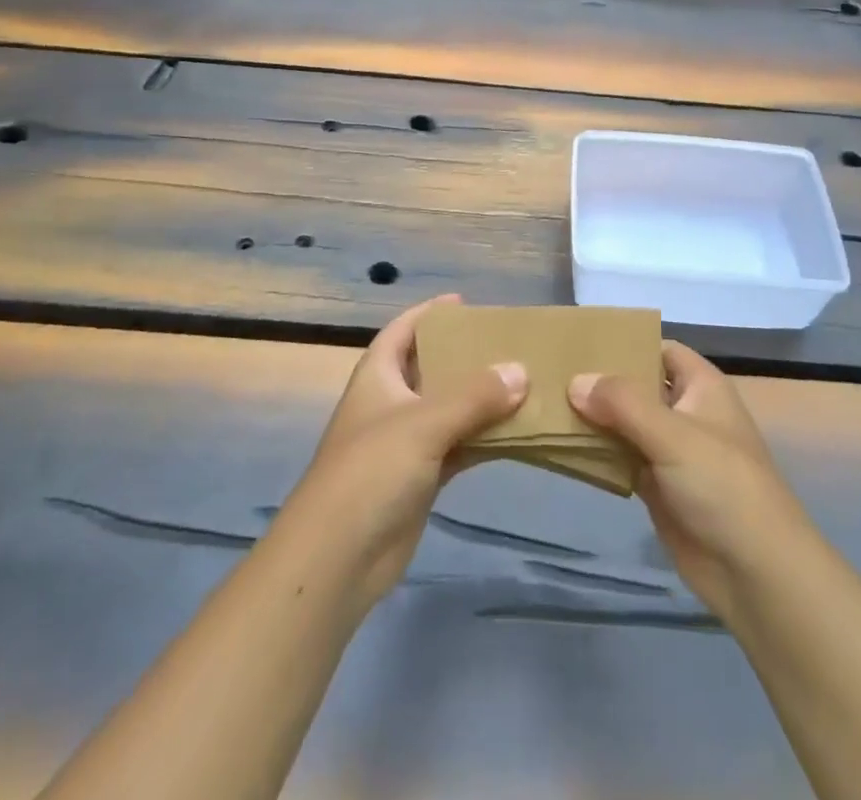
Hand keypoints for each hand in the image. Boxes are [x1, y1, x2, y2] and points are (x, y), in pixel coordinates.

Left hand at [271, 294, 526, 611]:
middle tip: (506, 343)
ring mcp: (404, 443)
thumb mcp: (423, 423)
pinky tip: (516, 431)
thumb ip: (474, 396)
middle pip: (430, 368)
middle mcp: (390, 403)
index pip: (402, 331)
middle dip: (464, 356)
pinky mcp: (419, 479)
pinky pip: (457, 447)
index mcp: (377, 376)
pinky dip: (482, 439)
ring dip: (479, 400)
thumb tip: (520, 370)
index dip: (428, 314)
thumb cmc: (372, 470)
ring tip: (522, 381)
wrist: (338, 557)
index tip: (464, 303)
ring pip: (448, 410)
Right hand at [570, 341, 809, 621]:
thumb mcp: (673, 434)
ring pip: (624, 423)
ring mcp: (670, 451)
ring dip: (593, 417)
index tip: (579, 340)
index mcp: (700, 386)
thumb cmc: (723, 486)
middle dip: (599, 380)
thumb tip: (574, 382)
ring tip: (545, 402)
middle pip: (636, 385)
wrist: (756, 574)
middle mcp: (685, 411)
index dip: (625, 341)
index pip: (658, 348)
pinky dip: (596, 452)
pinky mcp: (657, 486)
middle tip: (550, 371)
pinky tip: (561, 444)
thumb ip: (622, 403)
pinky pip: (620, 458)